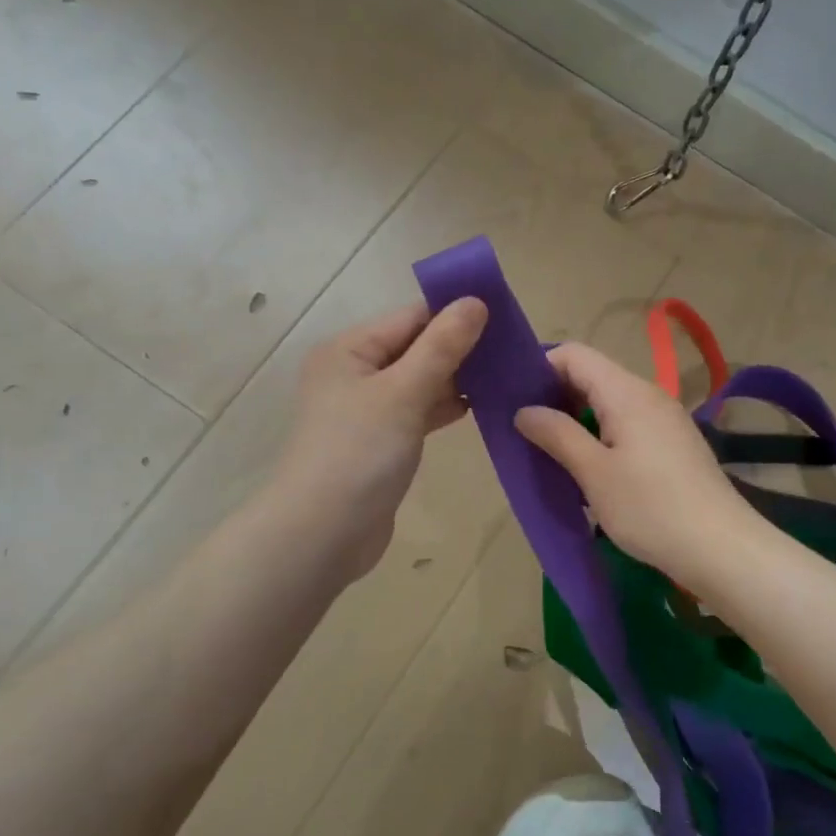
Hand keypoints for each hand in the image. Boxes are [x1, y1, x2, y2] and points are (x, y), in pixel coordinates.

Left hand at [269, 298, 487, 577]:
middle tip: (512, 350)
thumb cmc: (359, 453)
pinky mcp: (379, 442)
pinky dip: (442, 408)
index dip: (455, 314)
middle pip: (415, 348)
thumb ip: (441, 347)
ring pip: (418, 382)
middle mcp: (353, 373)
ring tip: (504, 376)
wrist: (323, 534)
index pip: (411, 318)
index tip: (505, 317)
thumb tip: (475, 301)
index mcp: (349, 350)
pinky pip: (416, 412)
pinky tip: (478, 407)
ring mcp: (366, 410)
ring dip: (455, 379)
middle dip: (460, 348)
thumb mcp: (403, 393)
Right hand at [514, 342, 760, 583]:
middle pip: (592, 377)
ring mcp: (665, 420)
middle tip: (527, 433)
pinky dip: (602, 438)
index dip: (540, 369)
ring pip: (609, 404)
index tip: (516, 402)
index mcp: (627, 392)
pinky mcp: (674, 445)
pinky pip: (628, 426)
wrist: (721, 548)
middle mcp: (648, 395)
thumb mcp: (594, 473)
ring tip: (553, 455)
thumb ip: (557, 434)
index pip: (574, 355)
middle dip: (556, 398)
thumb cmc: (650, 508)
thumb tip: (524, 410)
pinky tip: (591, 472)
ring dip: (578, 423)